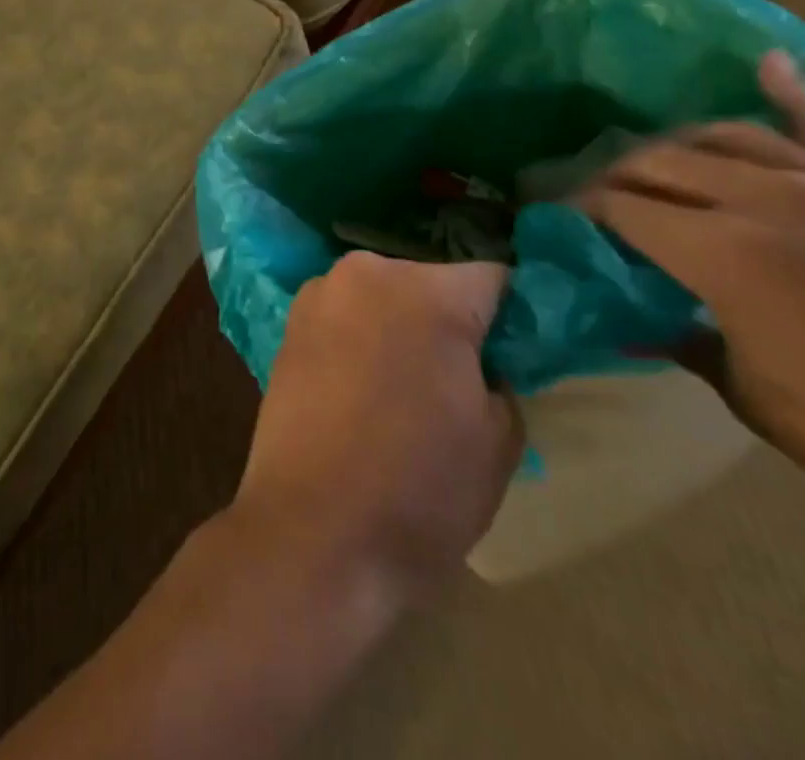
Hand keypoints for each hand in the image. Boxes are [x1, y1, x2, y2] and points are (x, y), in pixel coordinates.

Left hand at [230, 253, 521, 609]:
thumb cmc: (420, 490)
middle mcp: (368, 273)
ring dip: (400, 326)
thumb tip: (483, 363)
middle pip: (431, 283)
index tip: (516, 353)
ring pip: (383, 297)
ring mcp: (320, 294)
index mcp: (428, 291)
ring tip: (404, 388)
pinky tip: (362, 390)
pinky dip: (361, 339)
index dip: (511, 316)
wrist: (312, 532)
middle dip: (451, 320)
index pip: (493, 279)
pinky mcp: (288, 323)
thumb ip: (502, 379)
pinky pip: (344, 317)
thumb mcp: (498, 441)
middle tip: (460, 378)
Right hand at [577, 52, 804, 580]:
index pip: (622, 208)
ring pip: (727, 136)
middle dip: (611, 177)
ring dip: (675, 146)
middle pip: (661, 163)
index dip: (576, 208)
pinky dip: (791, 95)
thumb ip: (680, 337)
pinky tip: (764, 64)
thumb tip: (628, 315)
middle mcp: (770, 200)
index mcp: (726, 255)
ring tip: (652, 165)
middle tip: (588, 198)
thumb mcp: (754, 398)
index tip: (548, 215)